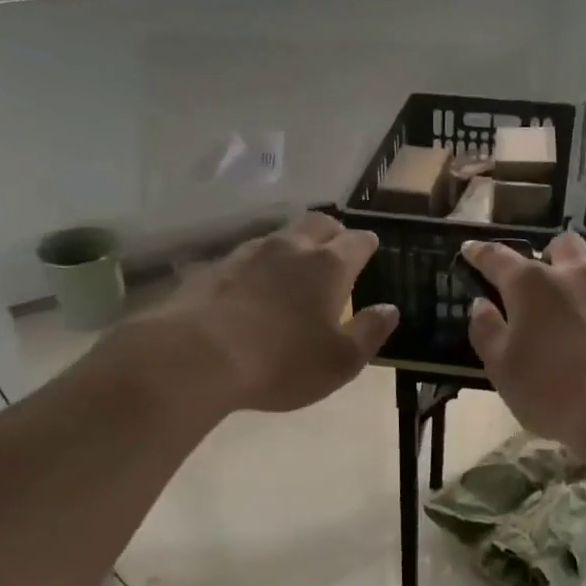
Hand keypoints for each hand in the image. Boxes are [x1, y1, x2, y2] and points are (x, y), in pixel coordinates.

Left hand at [145, 213, 396, 414]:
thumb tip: (389, 309)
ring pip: (280, 236)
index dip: (367, 244)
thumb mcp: (340, 361)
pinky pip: (247, 256)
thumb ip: (370, 332)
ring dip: (294, 246)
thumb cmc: (281, 362)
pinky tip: (254, 286)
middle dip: (333, 232)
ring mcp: (248, 253)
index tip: (371, 249)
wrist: (196, 357)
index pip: (357, 241)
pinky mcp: (214, 267)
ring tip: (295, 268)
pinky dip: (260, 265)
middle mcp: (291, 248)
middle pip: (318, 223)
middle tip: (337, 248)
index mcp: (328, 266)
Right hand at [461, 233, 585, 449]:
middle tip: (544, 281)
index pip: (498, 258)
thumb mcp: (502, 369)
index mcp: (532, 286)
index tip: (470, 249)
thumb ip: (487, 331)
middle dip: (551, 254)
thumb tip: (481, 305)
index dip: (481, 253)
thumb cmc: (551, 390)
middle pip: (564, 245)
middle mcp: (577, 277)